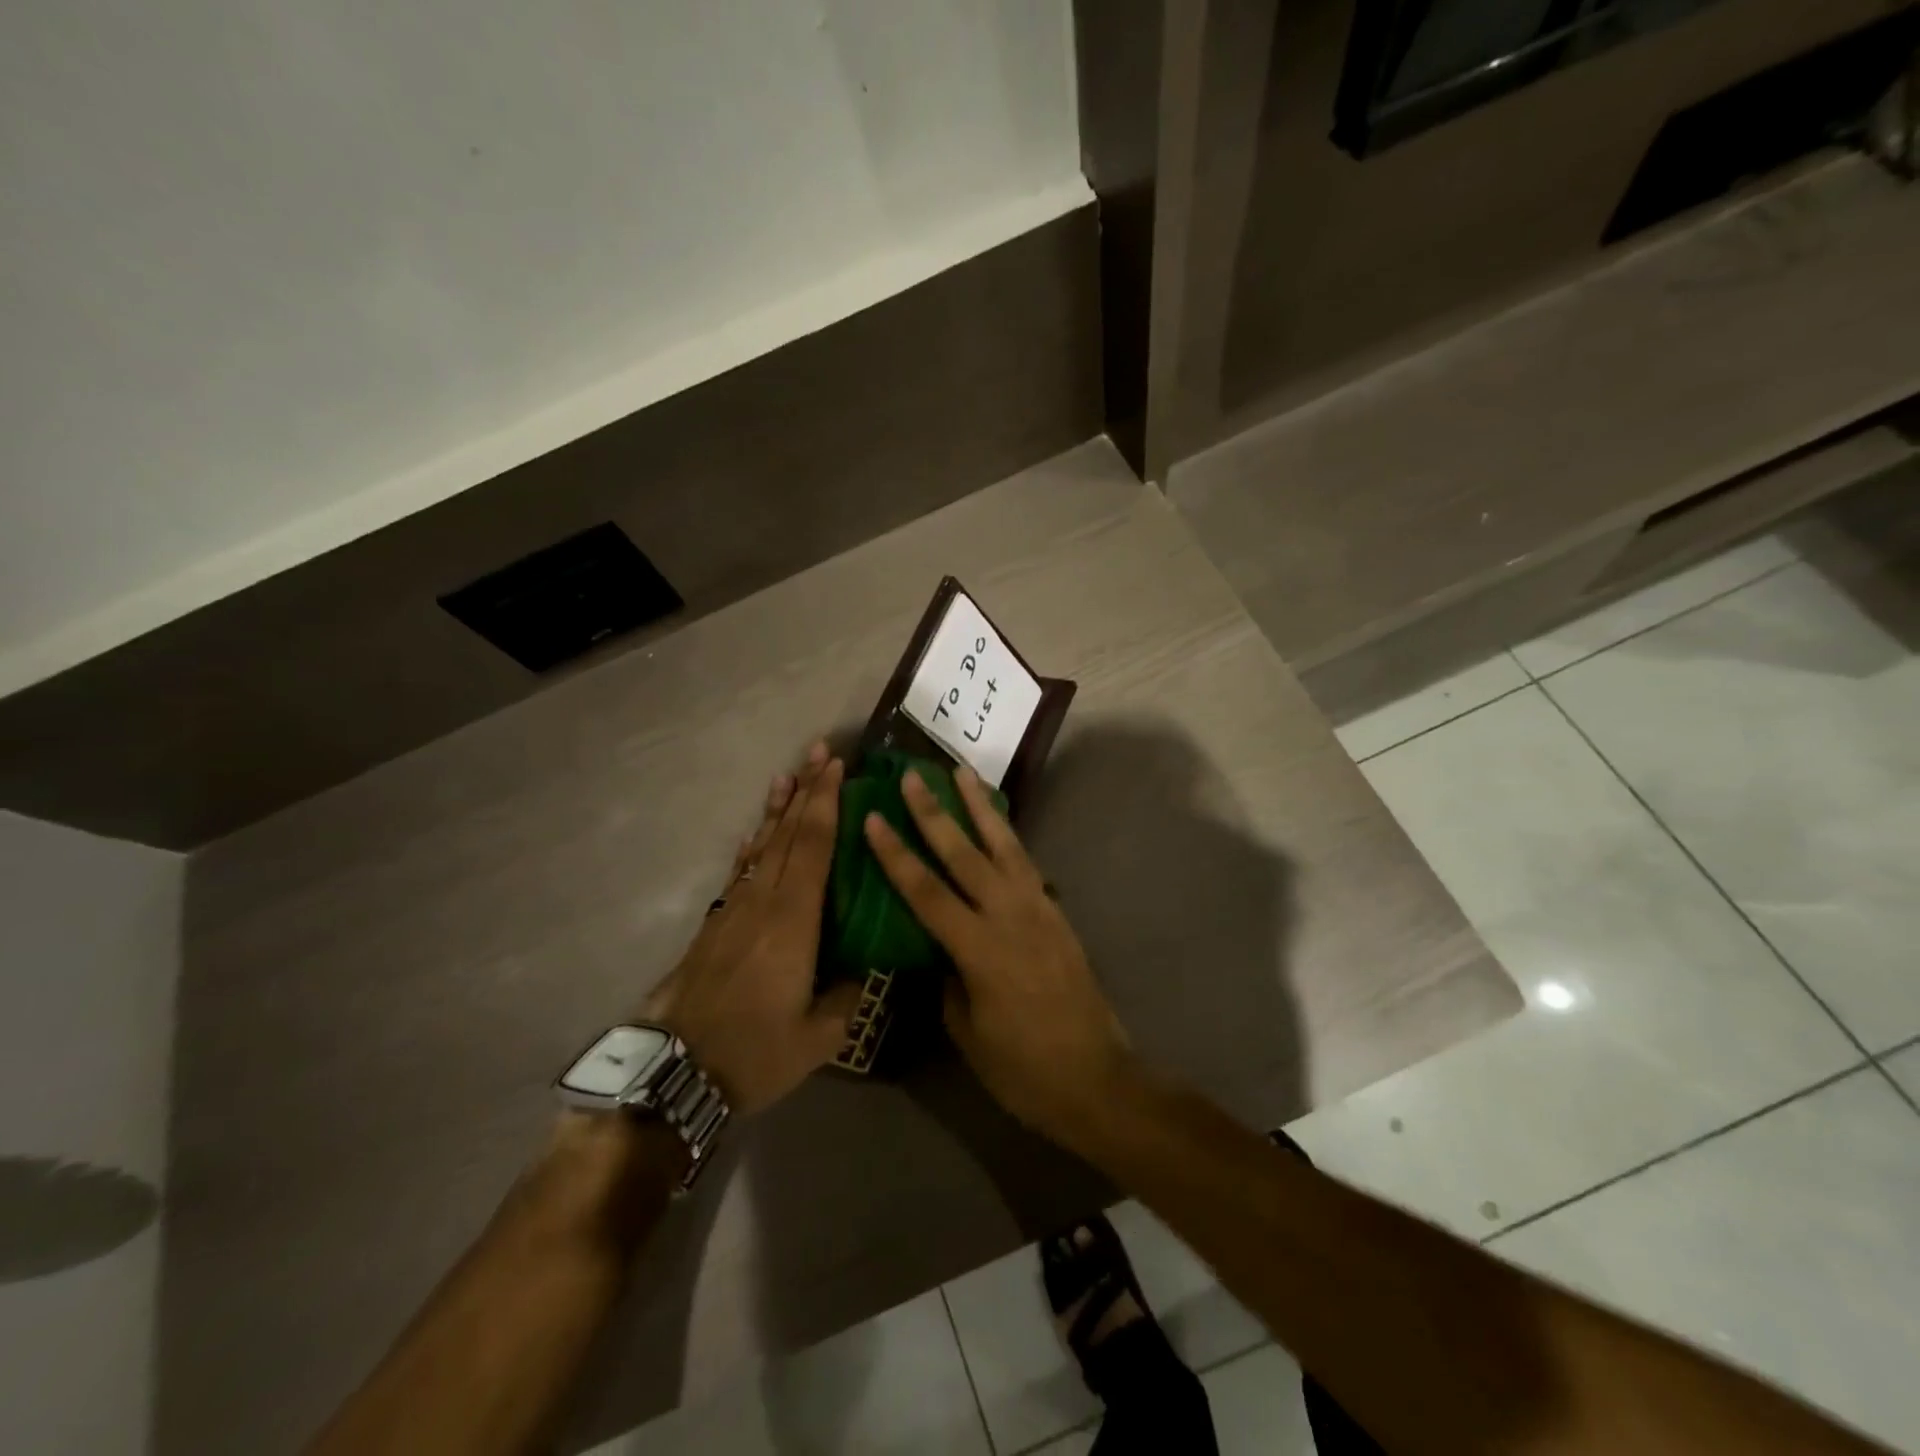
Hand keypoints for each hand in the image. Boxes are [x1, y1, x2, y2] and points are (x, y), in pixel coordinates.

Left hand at [643, 743, 860, 1115]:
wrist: (674, 1073)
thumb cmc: (754, 1052)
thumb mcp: (818, 1036)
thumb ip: (848, 994)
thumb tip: (864, 968)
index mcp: (793, 921)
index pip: (813, 846)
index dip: (826, 803)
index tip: (837, 767)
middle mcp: (763, 903)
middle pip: (787, 834)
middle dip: (806, 791)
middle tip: (819, 752)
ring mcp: (734, 911)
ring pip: (761, 847)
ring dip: (778, 809)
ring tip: (788, 776)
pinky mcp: (715, 926)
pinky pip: (741, 871)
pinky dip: (754, 845)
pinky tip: (758, 833)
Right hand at [862, 764, 1135, 1145]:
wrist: (1096, 1079)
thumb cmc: (1023, 1069)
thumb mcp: (968, 1032)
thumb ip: (949, 982)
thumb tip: (941, 952)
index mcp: (979, 949)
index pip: (927, 892)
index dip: (896, 854)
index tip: (874, 818)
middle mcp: (1009, 916)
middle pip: (964, 854)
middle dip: (935, 812)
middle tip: (913, 776)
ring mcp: (1039, 909)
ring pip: (1004, 845)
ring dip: (980, 806)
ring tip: (962, 772)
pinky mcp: (1057, 913)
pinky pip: (1026, 863)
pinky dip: (1008, 836)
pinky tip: (997, 823)